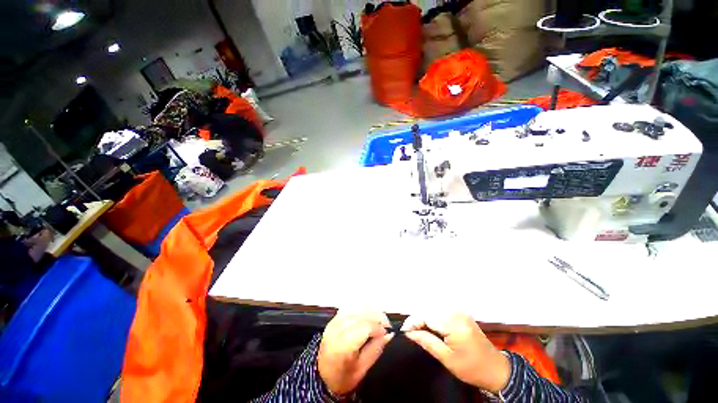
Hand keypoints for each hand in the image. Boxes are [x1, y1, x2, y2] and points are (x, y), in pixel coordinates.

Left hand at [318, 309, 394, 396]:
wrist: (322, 377)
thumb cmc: (343, 377)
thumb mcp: (362, 369)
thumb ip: (376, 349)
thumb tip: (389, 334)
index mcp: (342, 346)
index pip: (364, 327)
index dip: (378, 327)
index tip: (387, 332)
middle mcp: (336, 329)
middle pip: (360, 315)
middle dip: (376, 317)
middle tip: (386, 325)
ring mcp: (334, 321)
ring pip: (355, 307)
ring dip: (369, 311)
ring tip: (378, 319)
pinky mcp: (333, 318)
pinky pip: (349, 306)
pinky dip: (360, 307)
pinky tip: (367, 314)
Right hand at [403, 313, 510, 393]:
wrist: (496, 368)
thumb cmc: (472, 368)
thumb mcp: (448, 359)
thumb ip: (428, 342)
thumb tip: (409, 333)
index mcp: (454, 324)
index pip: (426, 315)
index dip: (413, 321)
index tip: (404, 331)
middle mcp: (456, 313)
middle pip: (429, 309)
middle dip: (417, 319)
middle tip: (411, 333)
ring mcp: (459, 311)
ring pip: (433, 308)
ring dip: (424, 317)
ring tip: (419, 330)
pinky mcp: (461, 312)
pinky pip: (441, 309)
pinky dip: (432, 316)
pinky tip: (431, 326)